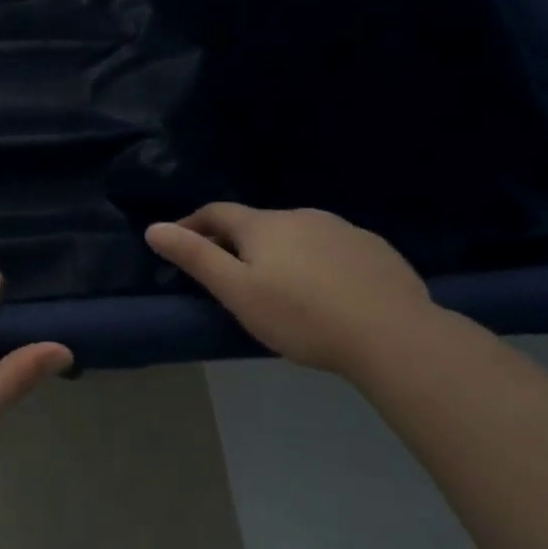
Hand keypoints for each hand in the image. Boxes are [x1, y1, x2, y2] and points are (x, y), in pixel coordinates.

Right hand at [146, 204, 435, 374]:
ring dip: (280, 252)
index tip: (178, 243)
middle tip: (230, 276)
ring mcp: (342, 229)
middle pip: (257, 224)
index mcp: (263, 225)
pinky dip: (318, 262)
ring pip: (297, 235)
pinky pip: (333, 249)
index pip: (216, 213)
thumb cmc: (301, 315)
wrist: (393, 335)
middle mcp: (300, 215)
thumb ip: (195, 257)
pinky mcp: (374, 250)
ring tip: (281, 287)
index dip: (192, 225)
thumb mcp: (236, 291)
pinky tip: (327, 292)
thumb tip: (154, 228)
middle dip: (237, 243)